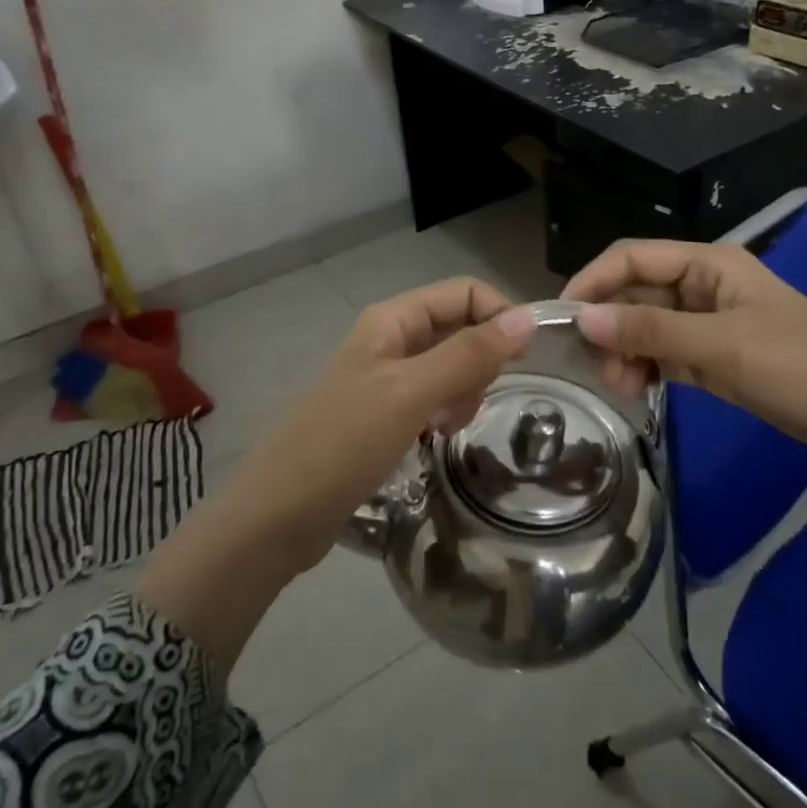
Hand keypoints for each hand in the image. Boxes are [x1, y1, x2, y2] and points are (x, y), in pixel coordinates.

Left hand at [234, 277, 535, 559]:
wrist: (278, 515)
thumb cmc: (343, 444)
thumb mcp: (410, 393)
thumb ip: (469, 354)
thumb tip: (529, 319)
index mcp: (393, 320)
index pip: (464, 292)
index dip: (499, 316)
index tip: (524, 360)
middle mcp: (392, 340)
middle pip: (461, 328)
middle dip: (479, 362)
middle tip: (468, 402)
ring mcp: (388, 378)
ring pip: (452, 366)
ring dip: (464, 392)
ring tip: (446, 426)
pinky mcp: (387, 414)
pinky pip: (436, 397)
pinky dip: (446, 412)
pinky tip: (436, 436)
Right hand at [561, 239, 806, 556]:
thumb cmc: (800, 367)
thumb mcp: (722, 345)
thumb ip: (650, 330)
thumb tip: (582, 319)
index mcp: (710, 264)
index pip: (633, 257)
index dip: (593, 281)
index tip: (561, 318)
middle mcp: (702, 285)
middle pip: (635, 292)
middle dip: (609, 326)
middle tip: (597, 369)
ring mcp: (707, 322)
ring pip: (645, 326)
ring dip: (625, 351)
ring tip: (622, 386)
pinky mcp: (713, 356)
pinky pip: (663, 353)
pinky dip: (645, 368)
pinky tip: (637, 389)